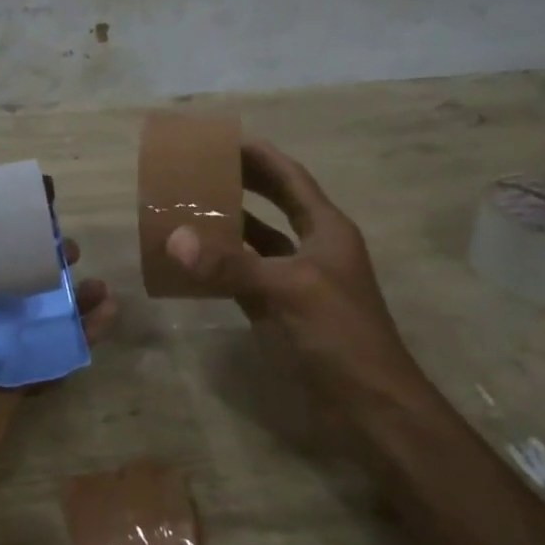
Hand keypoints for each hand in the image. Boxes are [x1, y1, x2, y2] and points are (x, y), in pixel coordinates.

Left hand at [0, 178, 115, 495]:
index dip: (12, 217)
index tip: (42, 197)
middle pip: (22, 271)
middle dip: (50, 256)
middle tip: (73, 247)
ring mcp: (5, 341)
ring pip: (48, 307)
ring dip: (76, 293)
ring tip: (99, 285)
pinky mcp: (27, 369)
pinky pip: (61, 344)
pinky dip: (85, 330)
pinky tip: (109, 314)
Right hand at [165, 141, 423, 404]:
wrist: (369, 405)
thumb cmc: (339, 335)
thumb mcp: (287, 292)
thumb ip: (231, 266)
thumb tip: (175, 240)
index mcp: (326, 230)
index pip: (291, 179)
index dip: (261, 156)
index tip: (224, 139)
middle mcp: (313, 248)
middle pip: (275, 204)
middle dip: (242, 184)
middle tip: (200, 169)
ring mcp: (297, 281)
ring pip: (259, 242)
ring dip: (229, 226)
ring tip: (189, 209)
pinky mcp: (282, 312)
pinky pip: (246, 279)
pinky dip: (222, 269)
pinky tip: (193, 264)